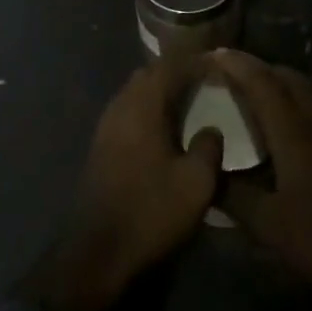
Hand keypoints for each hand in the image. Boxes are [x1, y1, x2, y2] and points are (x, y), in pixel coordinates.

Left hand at [18, 58, 223, 310]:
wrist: (96, 252)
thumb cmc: (149, 212)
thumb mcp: (196, 183)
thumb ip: (209, 148)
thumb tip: (211, 128)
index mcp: (143, 105)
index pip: (169, 64)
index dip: (193, 58)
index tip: (216, 59)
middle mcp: (121, 106)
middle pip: (149, 73)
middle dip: (175, 70)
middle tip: (204, 78)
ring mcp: (106, 126)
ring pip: (135, 92)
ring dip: (159, 90)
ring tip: (188, 100)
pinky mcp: (101, 146)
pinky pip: (128, 111)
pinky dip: (148, 109)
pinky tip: (164, 128)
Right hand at [210, 50, 311, 303]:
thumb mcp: (269, 225)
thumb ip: (234, 196)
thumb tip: (206, 174)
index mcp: (293, 132)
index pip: (262, 83)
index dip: (238, 65)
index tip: (215, 53)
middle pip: (287, 77)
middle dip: (258, 67)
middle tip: (231, 72)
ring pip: (303, 92)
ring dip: (277, 85)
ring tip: (251, 96)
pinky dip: (291, 106)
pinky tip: (280, 130)